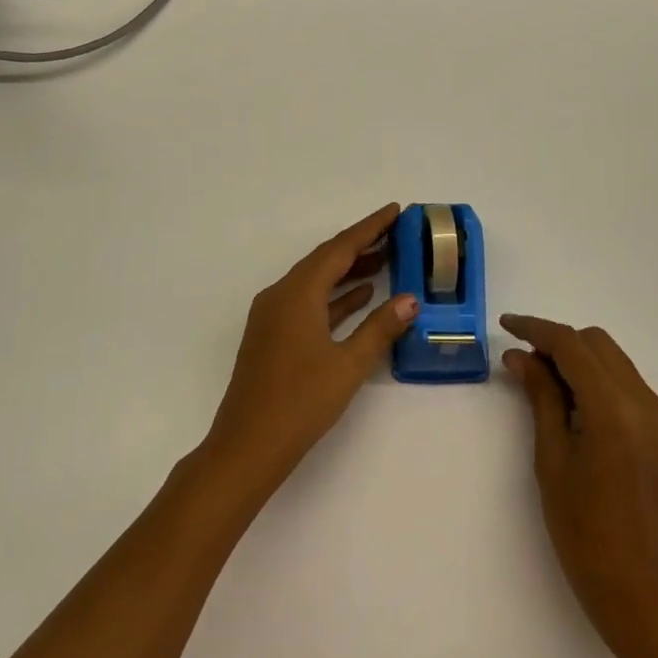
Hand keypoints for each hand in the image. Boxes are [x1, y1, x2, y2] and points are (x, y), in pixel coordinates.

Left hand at [201, 204, 417, 499]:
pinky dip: (334, 296)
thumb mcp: (348, 365)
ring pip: (316, 281)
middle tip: (396, 233)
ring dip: (348, 270)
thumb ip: (379, 328)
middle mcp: (281, 295)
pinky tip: (360, 296)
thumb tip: (410, 299)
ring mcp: (273, 315)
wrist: (247, 446)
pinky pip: (308, 302)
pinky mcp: (273, 335)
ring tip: (386, 259)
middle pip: (325, 259)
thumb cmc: (300, 403)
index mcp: (297, 293)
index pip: (339, 248)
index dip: (369, 228)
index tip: (395, 211)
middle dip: (360, 244)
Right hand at [501, 314, 657, 638]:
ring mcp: (657, 413)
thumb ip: (541, 396)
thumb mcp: (551, 457)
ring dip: (576, 356)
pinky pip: (623, 380)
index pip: (572, 345)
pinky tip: (570, 399)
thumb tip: (520, 356)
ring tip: (542, 379)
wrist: (636, 584)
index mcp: (613, 409)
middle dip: (557, 341)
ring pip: (611, 357)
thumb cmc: (581, 527)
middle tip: (523, 361)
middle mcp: (643, 401)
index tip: (506, 326)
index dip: (536, 329)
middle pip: (595, 342)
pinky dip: (594, 376)